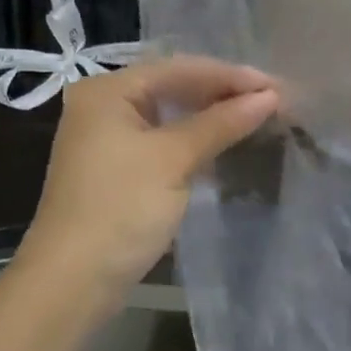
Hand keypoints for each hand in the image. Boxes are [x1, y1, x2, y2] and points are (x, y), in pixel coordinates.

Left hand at [22, 57, 278, 303]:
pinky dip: (195, 138)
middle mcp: (103, 104)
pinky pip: (164, 138)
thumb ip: (222, 123)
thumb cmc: (121, 209)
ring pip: (171, 113)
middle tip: (273, 99)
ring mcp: (108, 137)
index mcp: (108, 90)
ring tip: (258, 115)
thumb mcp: (174, 159)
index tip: (277, 86)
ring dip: (212, 115)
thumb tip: (270, 96)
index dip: (231, 76)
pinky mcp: (117, 167)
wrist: (72, 282)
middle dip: (223, 92)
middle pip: (174, 86)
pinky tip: (225, 141)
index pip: (180, 69)